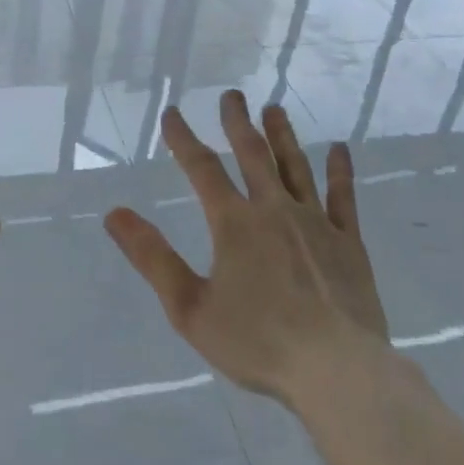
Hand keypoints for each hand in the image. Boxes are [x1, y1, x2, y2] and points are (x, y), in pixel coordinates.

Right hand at [105, 91, 390, 408]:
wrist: (337, 370)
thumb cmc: (258, 343)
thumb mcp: (190, 308)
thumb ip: (153, 258)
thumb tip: (114, 214)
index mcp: (234, 223)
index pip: (202, 168)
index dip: (183, 138)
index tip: (172, 113)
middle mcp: (274, 210)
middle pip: (253, 154)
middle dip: (238, 122)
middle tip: (232, 94)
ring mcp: (316, 222)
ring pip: (295, 166)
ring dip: (283, 135)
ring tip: (275, 108)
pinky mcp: (348, 242)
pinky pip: (343, 198)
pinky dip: (340, 171)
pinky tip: (339, 150)